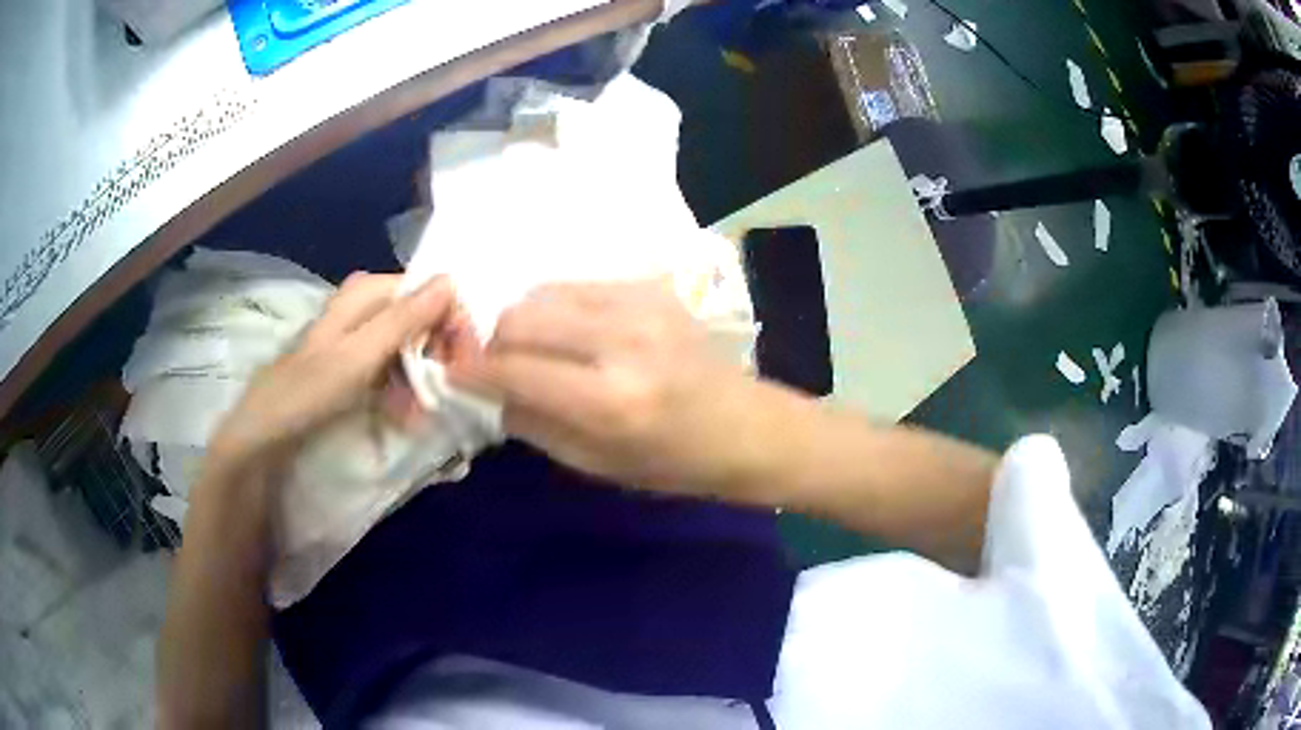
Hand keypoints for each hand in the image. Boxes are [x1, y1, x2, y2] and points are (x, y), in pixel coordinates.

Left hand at [209, 273, 475, 466]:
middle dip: (438, 352)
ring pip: (409, 346)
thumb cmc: (309, 390)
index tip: (466, 358)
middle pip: (420, 317)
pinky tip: (409, 414)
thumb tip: (452, 279)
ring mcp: (360, 337)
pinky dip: (404, 390)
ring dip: (423, 377)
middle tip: (450, 388)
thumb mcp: (360, 354)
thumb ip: (405, 318)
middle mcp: (366, 307)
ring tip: (427, 410)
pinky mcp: (356, 365)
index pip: (428, 290)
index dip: (450, 320)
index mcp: (366, 291)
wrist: (267, 432)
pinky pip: (393, 369)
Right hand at [451, 281, 758, 491]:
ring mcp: (641, 305)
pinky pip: (577, 286)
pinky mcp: (652, 287)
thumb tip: (488, 391)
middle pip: (520, 316)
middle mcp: (622, 341)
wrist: (746, 427)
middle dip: (492, 342)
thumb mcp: (596, 465)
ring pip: (543, 292)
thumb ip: (533, 424)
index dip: (473, 370)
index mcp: (611, 401)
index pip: (515, 370)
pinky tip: (570, 334)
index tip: (453, 373)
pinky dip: (557, 309)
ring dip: (523, 321)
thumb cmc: (673, 463)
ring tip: (532, 350)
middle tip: (495, 365)